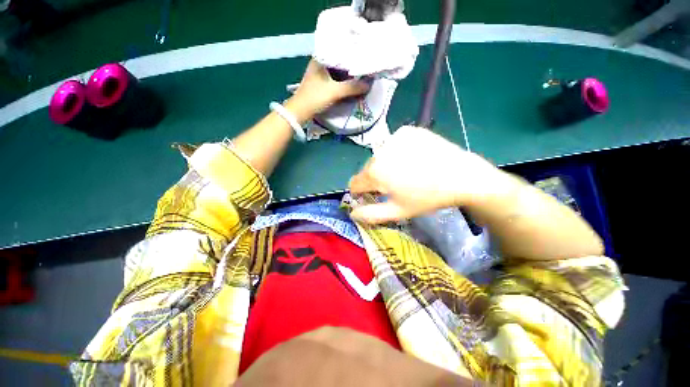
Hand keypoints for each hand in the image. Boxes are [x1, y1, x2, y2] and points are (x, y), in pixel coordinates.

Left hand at [289, 60, 370, 120]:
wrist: (300, 112)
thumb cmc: (315, 98)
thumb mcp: (334, 92)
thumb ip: (352, 87)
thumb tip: (368, 85)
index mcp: (320, 59)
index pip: (339, 51)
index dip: (352, 53)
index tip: (364, 55)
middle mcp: (320, 63)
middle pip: (340, 62)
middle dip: (352, 65)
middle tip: (365, 67)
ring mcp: (320, 74)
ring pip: (338, 71)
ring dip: (348, 76)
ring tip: (361, 75)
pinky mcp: (321, 84)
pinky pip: (335, 80)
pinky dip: (343, 82)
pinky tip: (351, 84)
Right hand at [348, 126, 514, 223]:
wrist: (461, 176)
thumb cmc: (427, 197)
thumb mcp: (397, 211)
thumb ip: (371, 214)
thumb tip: (352, 213)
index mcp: (374, 172)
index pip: (354, 183)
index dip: (361, 193)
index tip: (374, 197)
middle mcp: (379, 151)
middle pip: (367, 169)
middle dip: (375, 179)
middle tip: (395, 186)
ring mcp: (393, 137)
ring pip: (379, 156)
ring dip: (385, 165)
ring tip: (406, 172)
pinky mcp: (407, 131)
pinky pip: (393, 144)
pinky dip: (397, 152)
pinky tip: (412, 158)